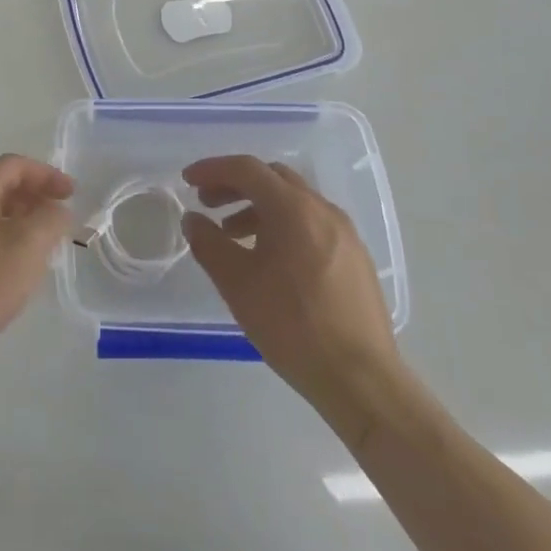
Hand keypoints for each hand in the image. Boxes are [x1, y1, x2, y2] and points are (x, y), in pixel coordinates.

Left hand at [0, 155, 74, 374]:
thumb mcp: (26, 249)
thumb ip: (50, 220)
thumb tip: (55, 209)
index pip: (13, 165)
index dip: (47, 175)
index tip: (72, 195)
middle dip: (31, 199)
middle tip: (57, 223)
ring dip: (13, 225)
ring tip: (37, 252)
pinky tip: (3, 278)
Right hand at [183, 154, 402, 444]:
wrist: (362, 380)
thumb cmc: (292, 325)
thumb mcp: (237, 283)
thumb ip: (208, 243)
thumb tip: (193, 220)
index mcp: (293, 208)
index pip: (247, 169)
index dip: (213, 169)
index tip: (188, 180)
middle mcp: (322, 210)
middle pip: (272, 178)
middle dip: (235, 184)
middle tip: (208, 203)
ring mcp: (345, 233)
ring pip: (294, 201)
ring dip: (258, 206)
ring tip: (233, 234)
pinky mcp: (356, 258)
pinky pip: (312, 223)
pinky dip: (283, 225)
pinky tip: (270, 258)